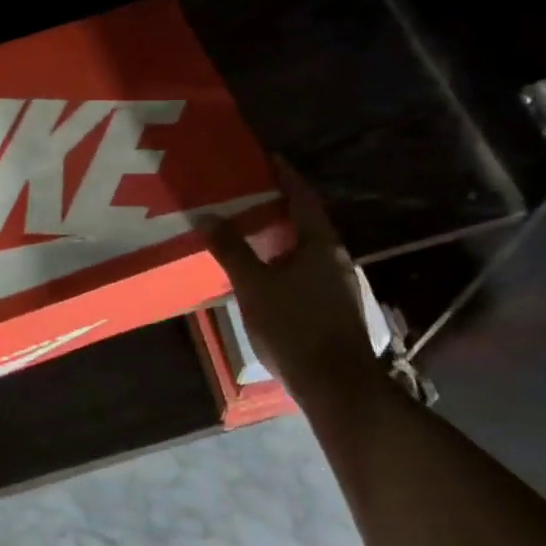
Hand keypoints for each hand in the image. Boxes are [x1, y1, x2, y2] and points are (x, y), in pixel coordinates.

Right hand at [201, 158, 379, 402]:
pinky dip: (287, 258)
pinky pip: (308, 268)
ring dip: (283, 234)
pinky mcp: (335, 307)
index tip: (269, 158)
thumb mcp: (255, 286)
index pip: (302, 197)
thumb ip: (231, 249)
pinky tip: (267, 271)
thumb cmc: (295, 328)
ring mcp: (338, 283)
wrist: (337, 387)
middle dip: (281, 204)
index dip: (286, 175)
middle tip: (250, 192)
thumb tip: (208, 215)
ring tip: (252, 228)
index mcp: (319, 243)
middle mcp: (334, 257)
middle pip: (307, 220)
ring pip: (307, 247)